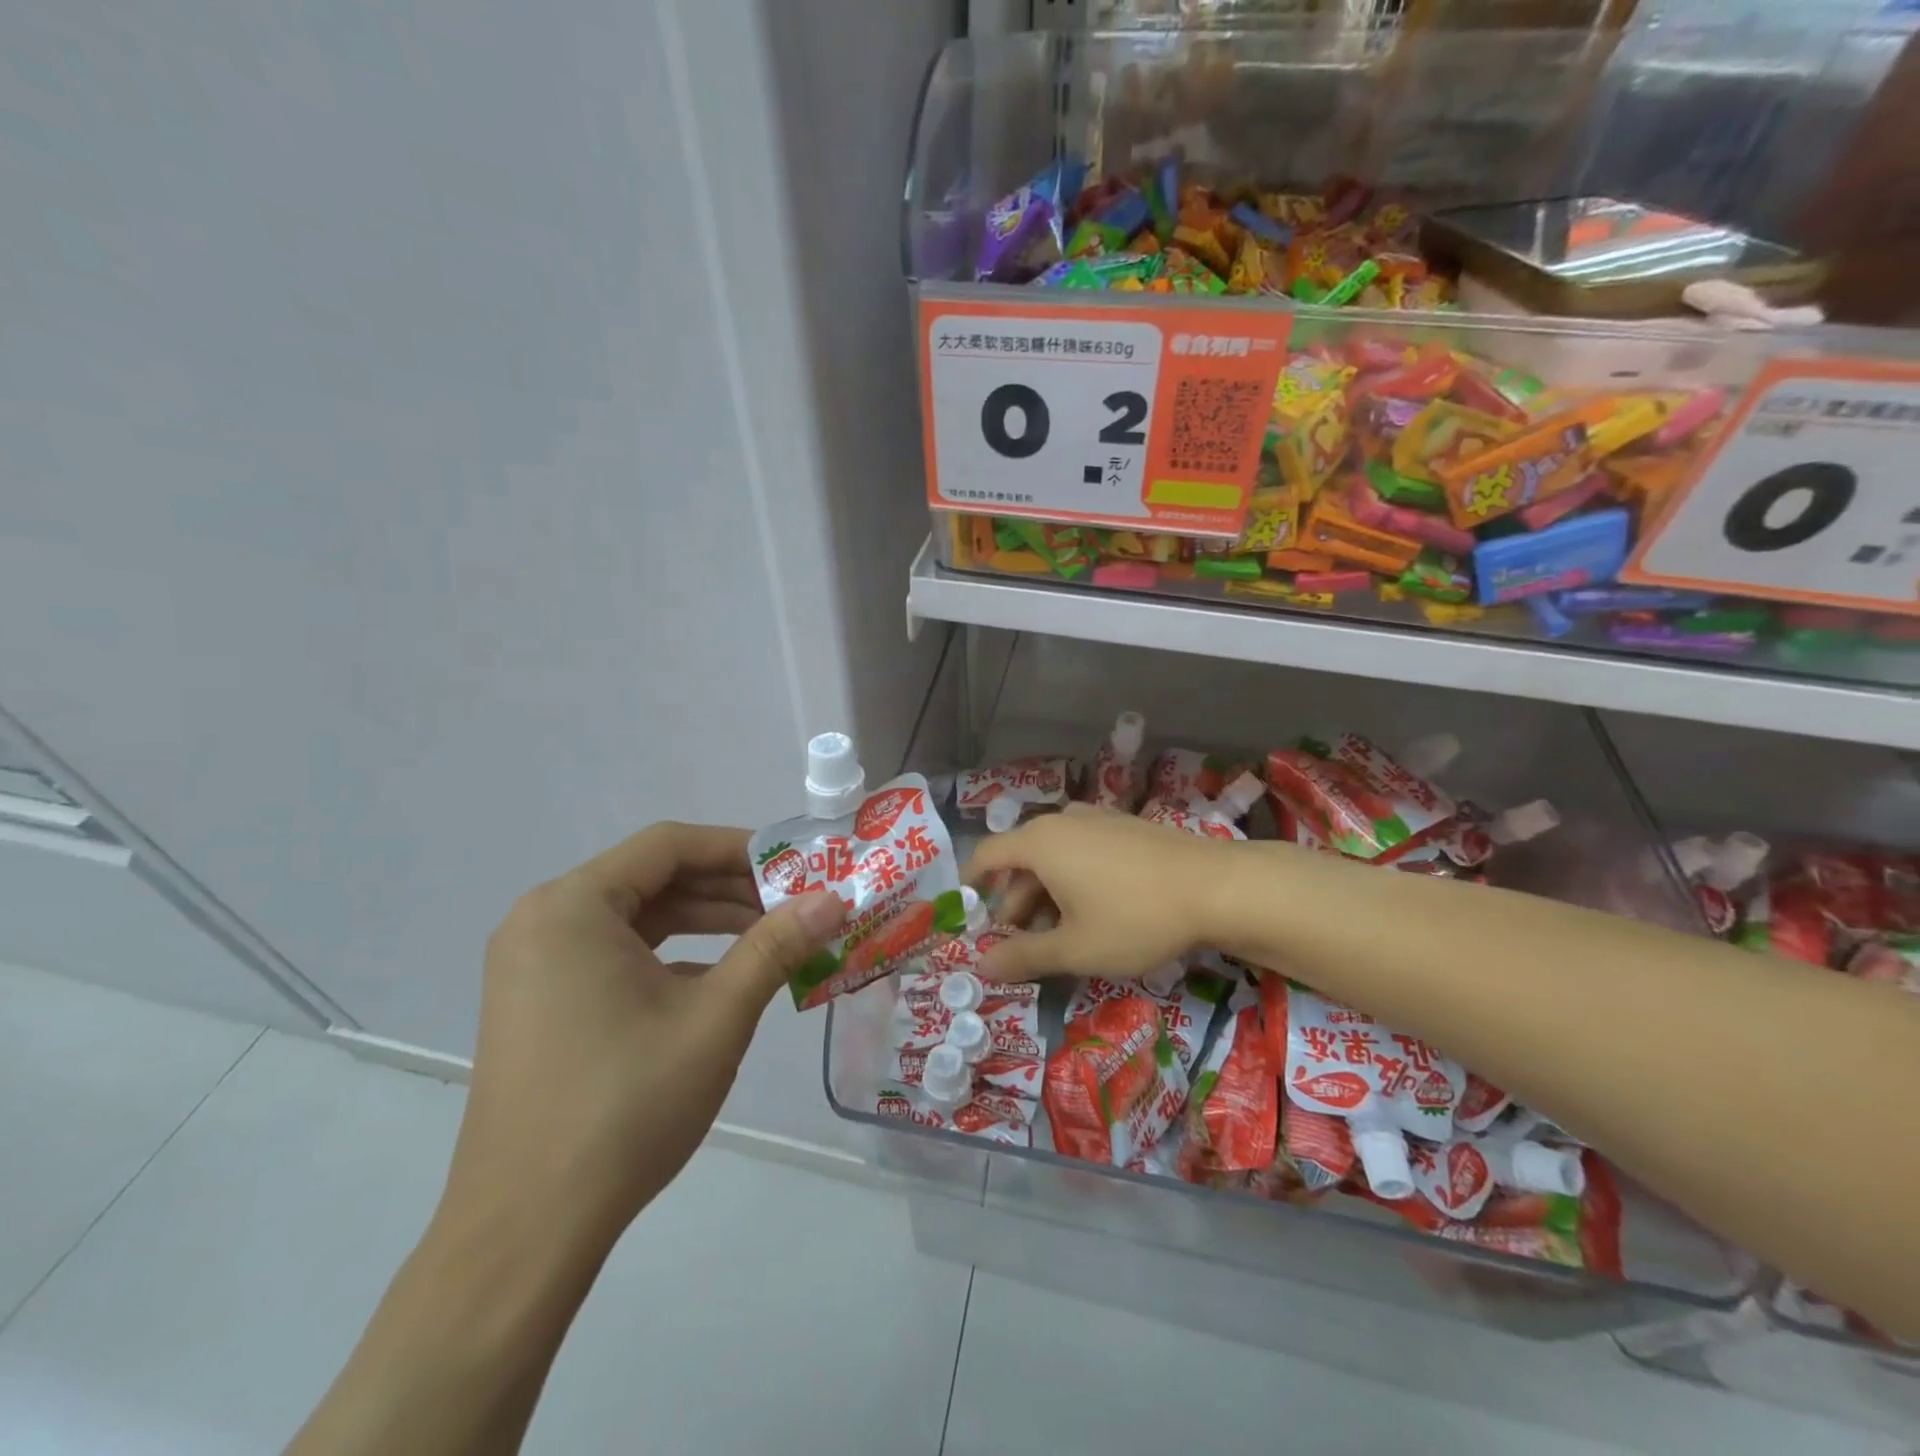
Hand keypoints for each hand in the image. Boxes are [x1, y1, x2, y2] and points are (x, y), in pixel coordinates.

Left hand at [444, 823, 846, 1251]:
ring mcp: (534, 965)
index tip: (794, 866)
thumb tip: (835, 900)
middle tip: (793, 905)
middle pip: (652, 878)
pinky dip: (672, 956)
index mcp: (571, 906)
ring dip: (705, 922)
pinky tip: (720, 981)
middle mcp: (543, 920)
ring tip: (770, 938)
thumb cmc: (625, 1105)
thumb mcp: (717, 1016)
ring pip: (637, 918)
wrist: (526, 1232)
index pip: (668, 845)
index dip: (738, 848)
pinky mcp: (540, 1004)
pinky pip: (616, 955)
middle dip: (728, 888)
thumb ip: (776, 946)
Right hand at [963, 806, 1241, 982]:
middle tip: (1017, 944)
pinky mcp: (1126, 827)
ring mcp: (1098, 820)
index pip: (987, 855)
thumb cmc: (1134, 917)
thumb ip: (1024, 957)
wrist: (1217, 887)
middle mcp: (1063, 822)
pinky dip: (1073, 879)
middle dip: (1014, 902)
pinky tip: (1093, 912)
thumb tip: (981, 965)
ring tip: (1056, 935)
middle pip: (1021, 859)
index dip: (971, 882)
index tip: (965, 912)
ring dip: (1044, 895)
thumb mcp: (1075, 948)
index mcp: (1040, 843)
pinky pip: (1082, 851)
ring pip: (1055, 857)